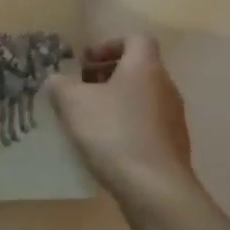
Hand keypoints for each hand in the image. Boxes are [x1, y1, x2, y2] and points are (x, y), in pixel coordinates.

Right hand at [45, 35, 195, 219]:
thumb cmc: (113, 133)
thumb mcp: (72, 103)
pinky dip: (125, 125)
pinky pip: (146, 123)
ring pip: (141, 97)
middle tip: (80, 89)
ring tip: (87, 119)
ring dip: (115, 101)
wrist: (156, 190)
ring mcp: (173, 118)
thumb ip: (59, 84)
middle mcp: (165, 87)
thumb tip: (56, 80)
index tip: (86, 62)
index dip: (109, 45)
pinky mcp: (173, 146)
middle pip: (137, 68)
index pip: (135, 39)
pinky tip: (104, 144)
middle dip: (106, 75)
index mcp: (145, 67)